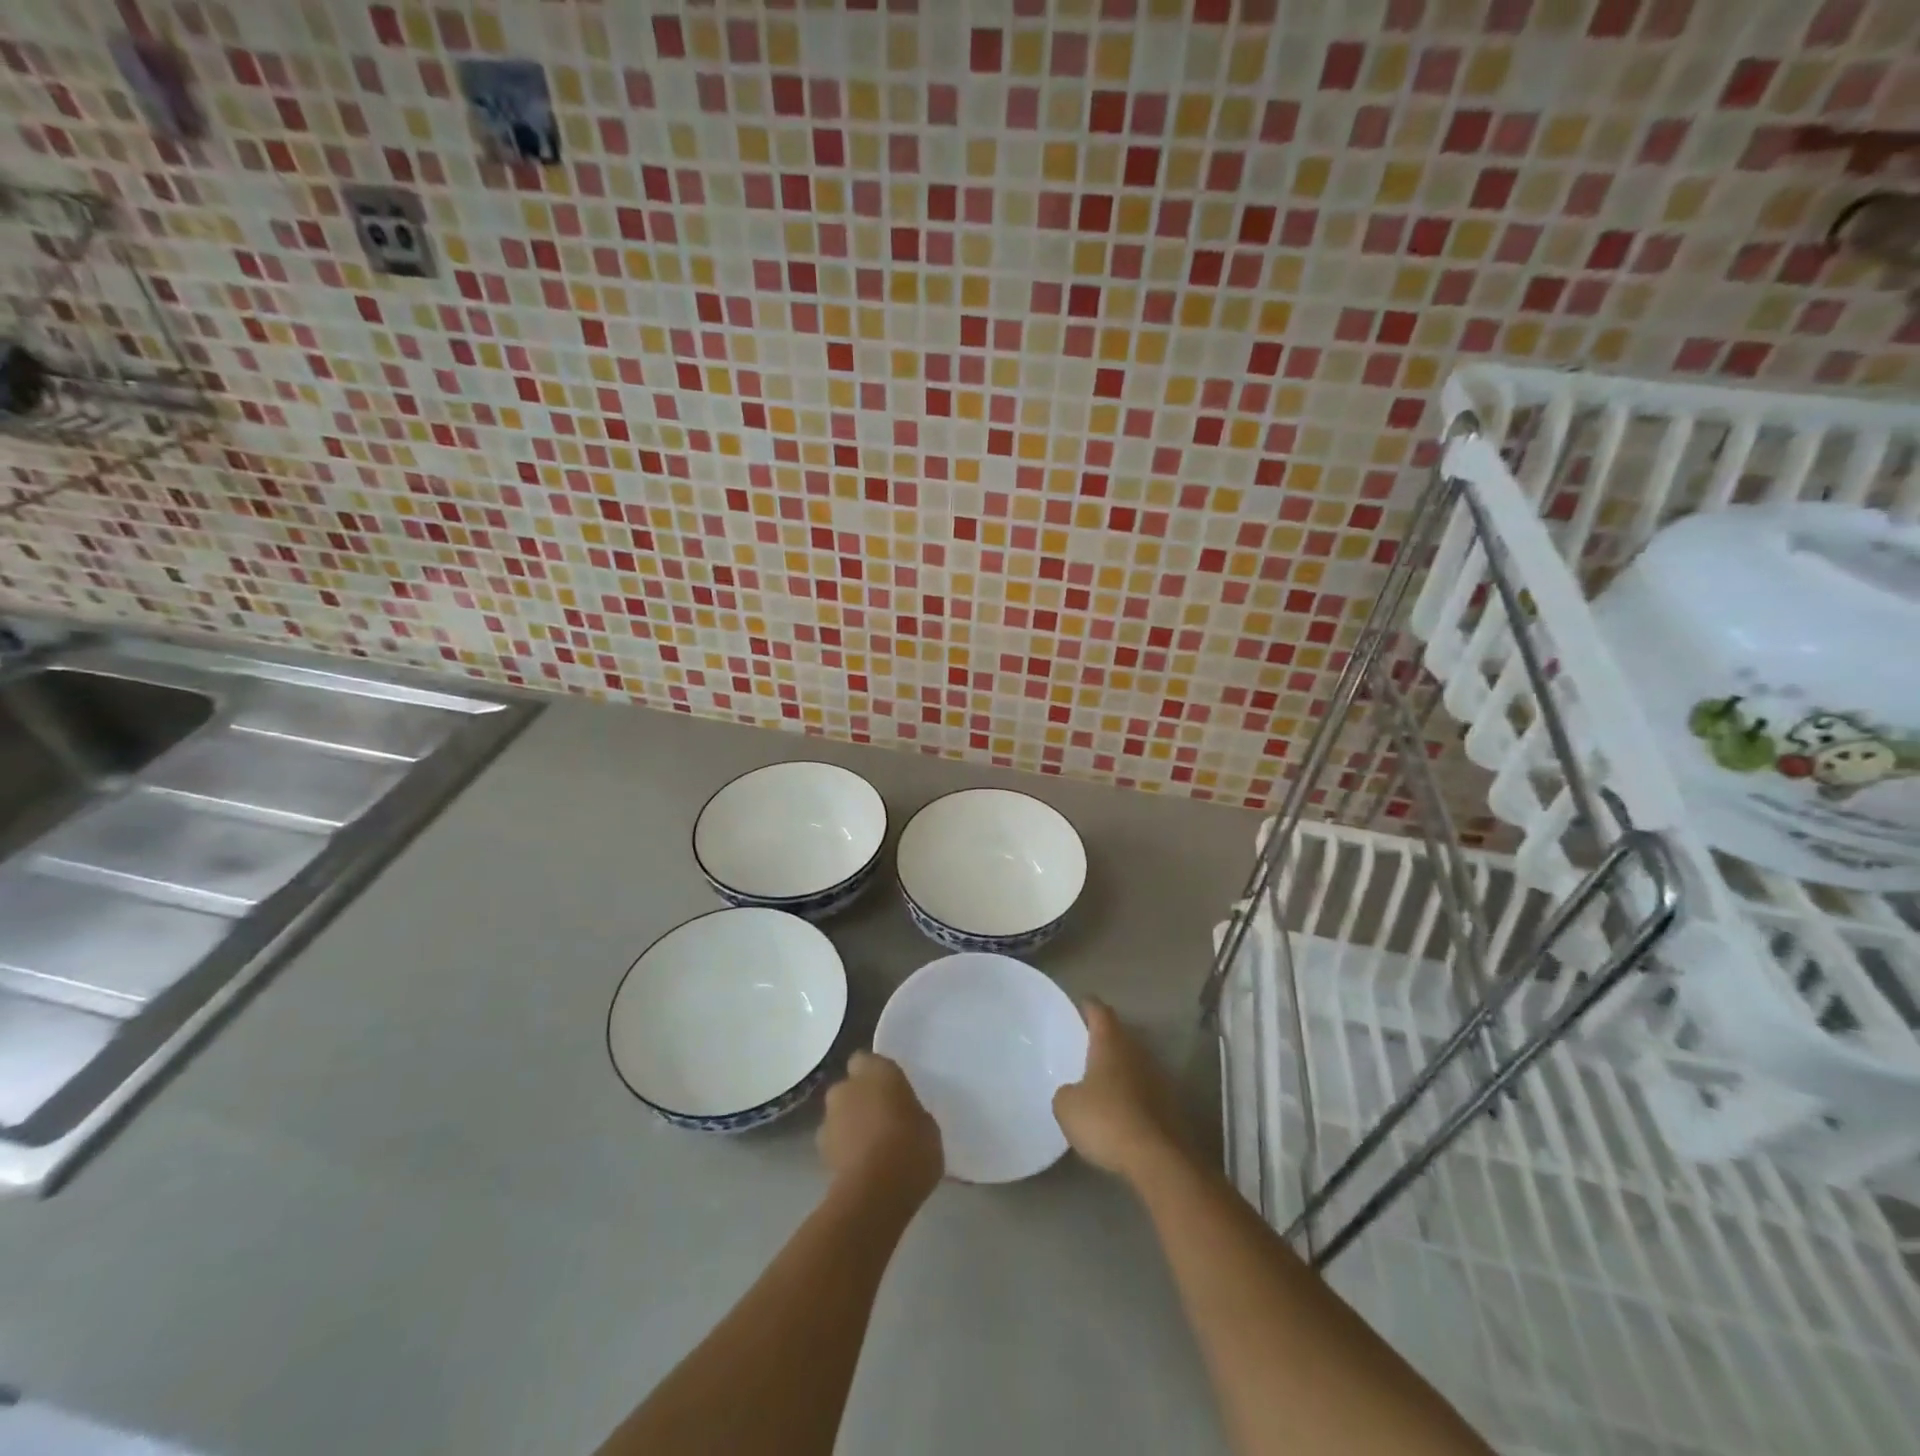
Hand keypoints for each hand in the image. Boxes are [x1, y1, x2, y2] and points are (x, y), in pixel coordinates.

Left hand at [818, 1051, 943, 1207]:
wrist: (874, 1195)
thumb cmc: (910, 1148)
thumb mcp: (928, 1127)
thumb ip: (911, 1113)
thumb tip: (906, 1117)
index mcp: (876, 1071)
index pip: (866, 1060)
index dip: (876, 1075)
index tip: (891, 1091)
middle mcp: (847, 1087)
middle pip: (850, 1087)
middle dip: (861, 1099)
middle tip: (883, 1118)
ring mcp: (829, 1119)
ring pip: (839, 1114)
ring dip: (850, 1124)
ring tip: (872, 1148)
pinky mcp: (820, 1152)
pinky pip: (835, 1142)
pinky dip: (844, 1149)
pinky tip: (862, 1167)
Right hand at [1053, 1000, 1192, 1184]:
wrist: (1158, 1159)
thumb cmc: (1106, 1120)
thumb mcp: (1067, 1107)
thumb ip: (1066, 1092)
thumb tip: (1073, 1093)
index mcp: (1110, 1042)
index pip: (1099, 1011)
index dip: (1088, 1006)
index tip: (1080, 1004)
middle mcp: (1136, 1051)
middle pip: (1119, 1034)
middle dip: (1104, 1037)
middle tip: (1085, 1044)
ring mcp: (1157, 1077)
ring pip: (1133, 1061)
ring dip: (1119, 1066)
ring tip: (1099, 1079)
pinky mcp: (1168, 1104)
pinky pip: (1143, 1088)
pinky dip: (1131, 1093)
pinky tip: (1118, 1108)